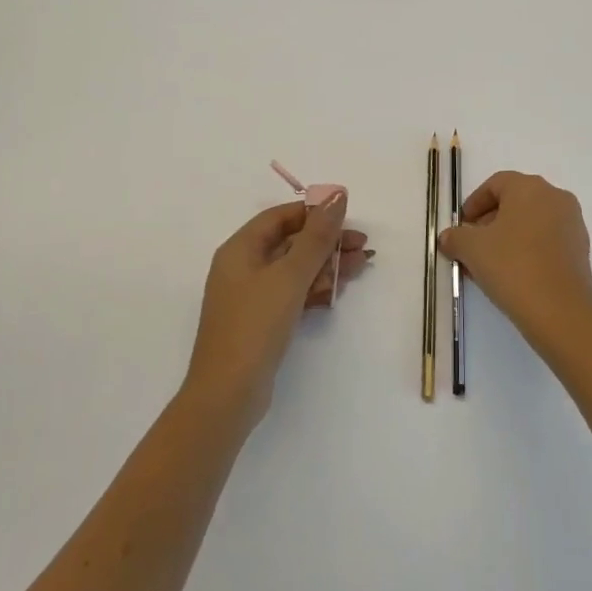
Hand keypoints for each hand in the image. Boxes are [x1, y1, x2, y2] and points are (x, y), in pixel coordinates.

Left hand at [184, 192, 370, 423]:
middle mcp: (243, 267)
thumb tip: (336, 196)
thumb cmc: (255, 325)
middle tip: (363, 246)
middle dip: (327, 242)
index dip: (314, 213)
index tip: (348, 217)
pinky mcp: (263, 321)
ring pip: (295, 268)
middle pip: (291, 242)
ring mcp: (252, 296)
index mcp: (240, 249)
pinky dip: (316, 288)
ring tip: (362, 265)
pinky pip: (293, 292)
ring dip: (327, 265)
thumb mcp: (289, 276)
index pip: (281, 217)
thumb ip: (316, 236)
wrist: (228, 394)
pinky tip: (340, 289)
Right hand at [436, 172, 591, 354]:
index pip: (496, 184)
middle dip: (490, 221)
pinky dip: (528, 249)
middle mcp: (555, 197)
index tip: (461, 225)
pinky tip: (513, 274)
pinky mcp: (580, 250)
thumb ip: (455, 237)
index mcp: (530, 188)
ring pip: (532, 222)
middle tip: (472, 245)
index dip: (474, 203)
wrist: (559, 311)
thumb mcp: (472, 249)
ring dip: (508, 237)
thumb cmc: (512, 266)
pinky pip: (547, 240)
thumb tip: (448, 238)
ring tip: (489, 264)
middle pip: (515, 202)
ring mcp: (572, 223)